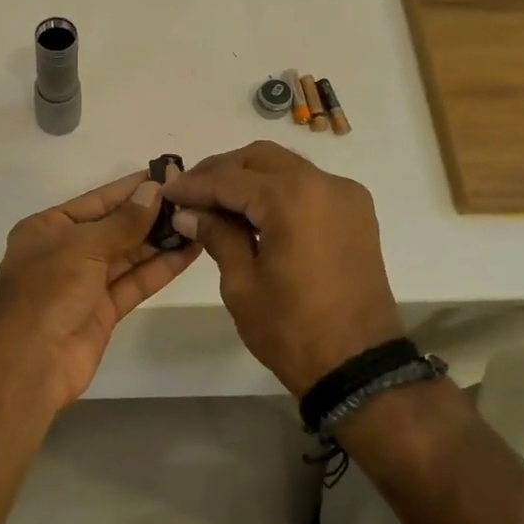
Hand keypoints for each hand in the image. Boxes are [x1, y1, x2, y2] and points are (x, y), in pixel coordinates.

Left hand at [0, 171, 202, 411]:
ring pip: (128, 256)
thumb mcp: (83, 246)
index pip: (97, 201)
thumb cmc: (48, 291)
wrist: (30, 361)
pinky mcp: (103, 311)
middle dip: (150, 215)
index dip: (132, 189)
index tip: (167, 174)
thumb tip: (153, 191)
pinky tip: (189, 252)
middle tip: (192, 198)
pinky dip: (160, 269)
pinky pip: (134, 283)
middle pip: (114, 227)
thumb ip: (123, 221)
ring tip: (198, 222)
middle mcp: (65, 252)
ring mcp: (84, 283)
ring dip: (160, 241)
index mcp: (48, 228)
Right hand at [161, 141, 404, 397]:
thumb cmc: (292, 328)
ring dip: (249, 179)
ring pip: (286, 168)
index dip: (193, 186)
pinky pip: (308, 187)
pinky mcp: (356, 215)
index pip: (229, 180)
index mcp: (292, 198)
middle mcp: (324, 184)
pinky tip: (252, 214)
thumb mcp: (242, 284)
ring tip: (215, 204)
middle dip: (221, 171)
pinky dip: (277, 191)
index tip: (165, 193)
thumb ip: (217, 236)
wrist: (358, 365)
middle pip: (260, 158)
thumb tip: (189, 214)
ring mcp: (346, 197)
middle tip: (189, 193)